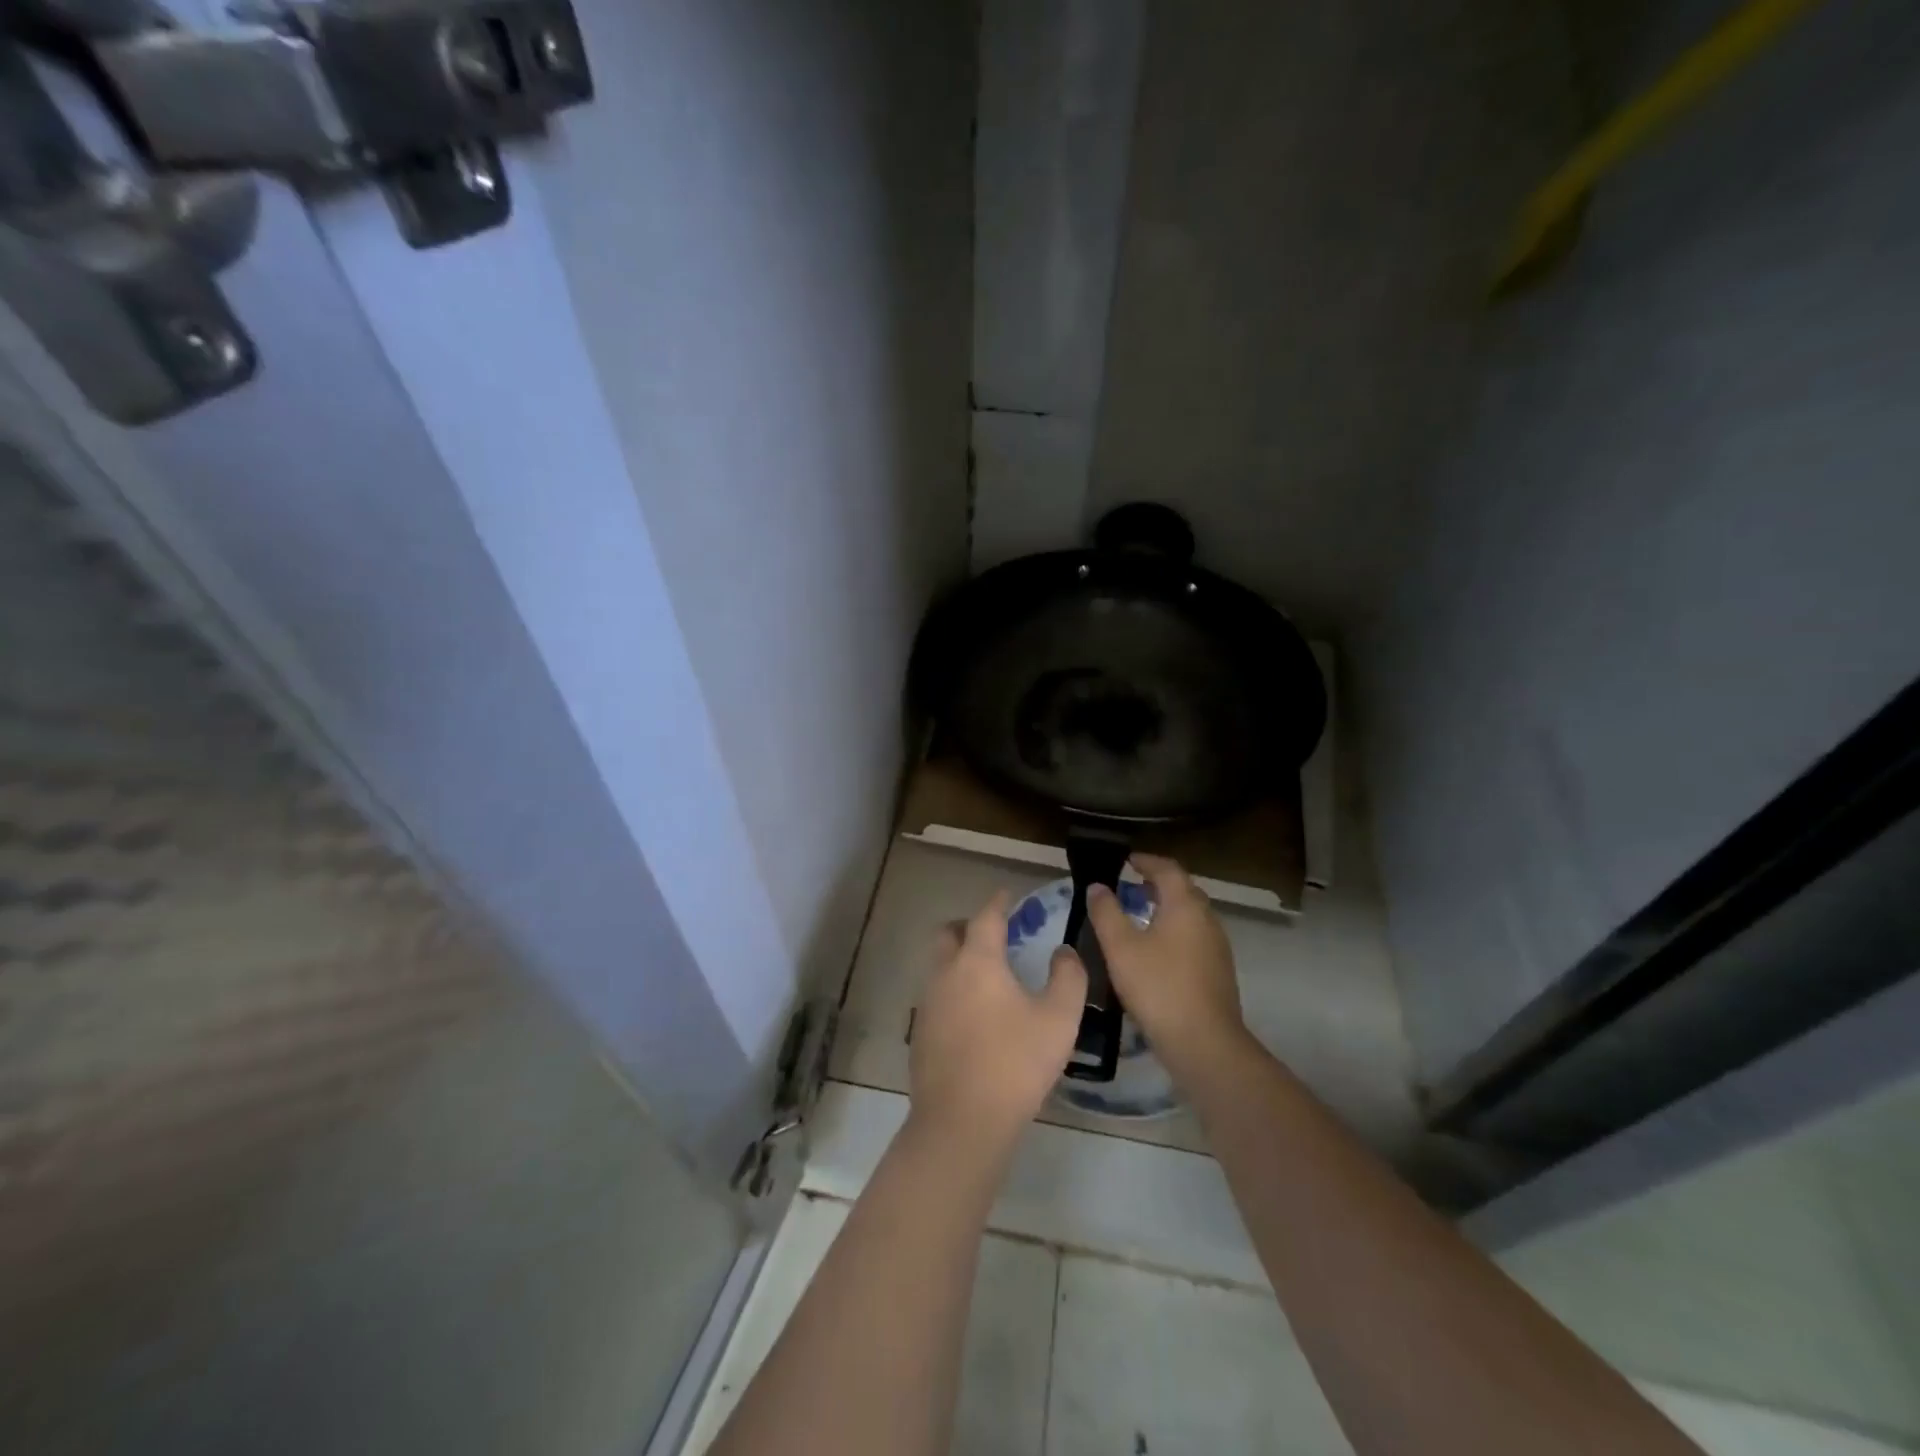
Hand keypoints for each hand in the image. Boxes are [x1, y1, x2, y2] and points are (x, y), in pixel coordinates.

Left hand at [910, 891, 1087, 1153]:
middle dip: (967, 925)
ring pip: (939, 965)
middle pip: (949, 934)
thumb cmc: (1015, 1063)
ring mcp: (927, 1003)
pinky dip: (953, 991)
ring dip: (958, 959)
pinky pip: (936, 996)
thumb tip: (1063, 952)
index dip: (999, 902)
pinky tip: (974, 1016)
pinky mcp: (920, 1032)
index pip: (986, 916)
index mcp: (978, 961)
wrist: (962, 1121)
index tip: (1009, 895)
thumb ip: (1068, 977)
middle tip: (992, 933)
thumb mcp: (1059, 1019)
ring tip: (987, 976)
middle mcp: (946, 973)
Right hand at [1083, 854, 1245, 1079]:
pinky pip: (1193, 937)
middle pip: (1182, 890)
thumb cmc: (1158, 987)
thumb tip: (1097, 887)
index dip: (1146, 861)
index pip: (1167, 869)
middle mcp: (1206, 919)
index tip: (1125, 860)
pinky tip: (1155, 951)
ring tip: (1137, 917)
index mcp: (1185, 905)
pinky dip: (1173, 931)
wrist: (1204, 1043)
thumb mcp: (1120, 948)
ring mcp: (1217, 946)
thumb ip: (1106, 912)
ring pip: (1189, 915)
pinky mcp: (1218, 971)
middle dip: (1156, 883)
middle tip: (1129, 886)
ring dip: (1165, 908)